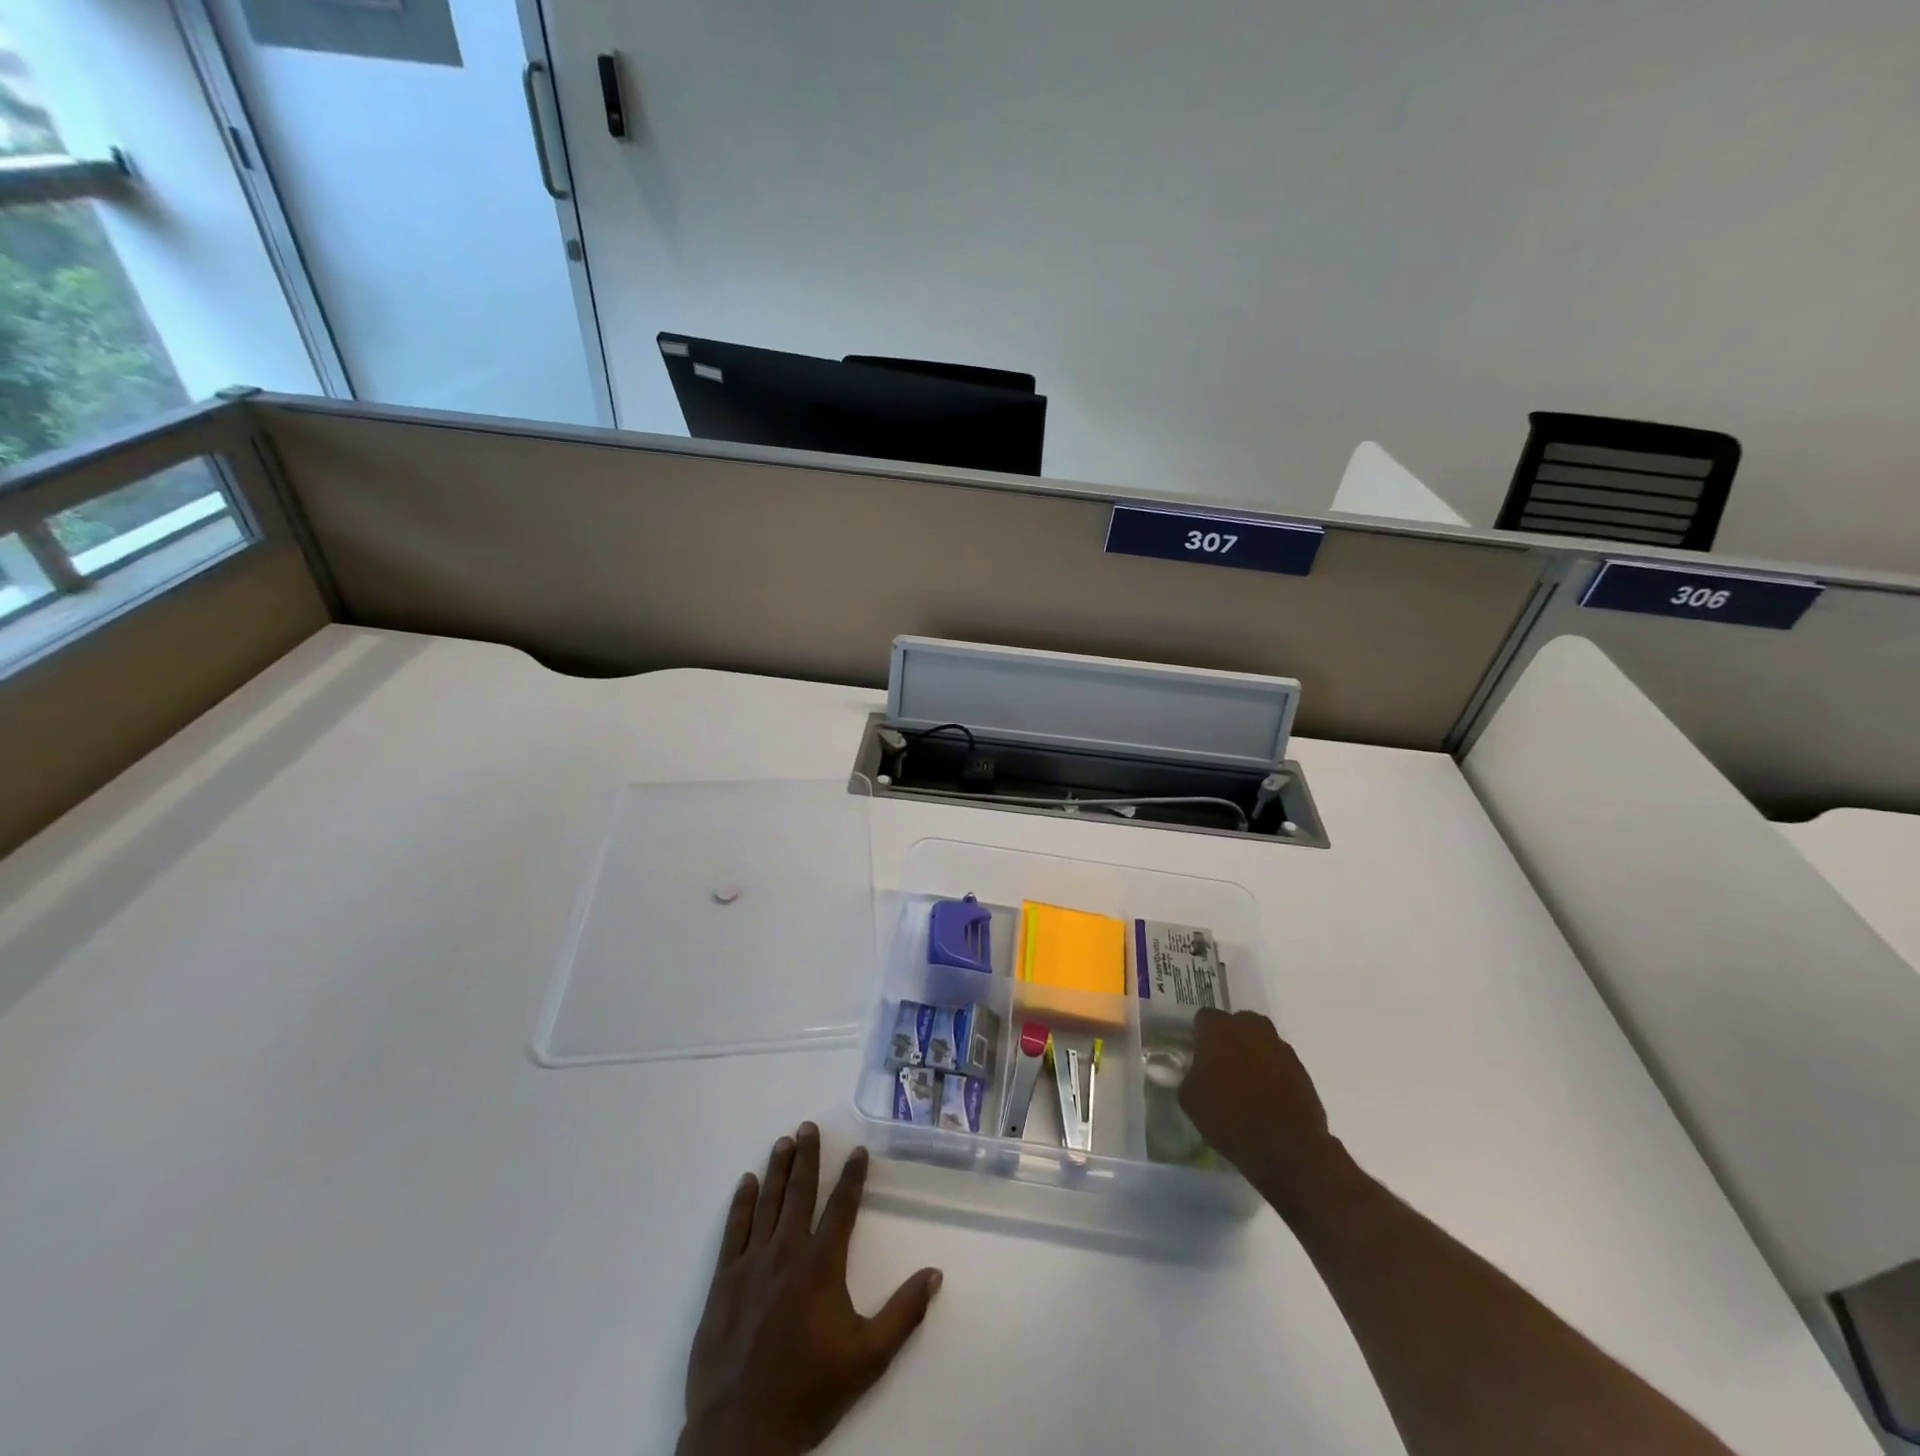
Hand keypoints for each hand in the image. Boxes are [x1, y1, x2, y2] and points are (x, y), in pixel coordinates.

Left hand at [678, 1123, 942, 1455]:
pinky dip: (741, 1203)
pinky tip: (747, 1183)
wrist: (741, 1434)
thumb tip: (935, 1273)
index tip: (857, 1150)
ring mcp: (752, 1263)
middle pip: (800, 1192)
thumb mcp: (868, 1358)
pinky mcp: (724, 1281)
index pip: (841, 1206)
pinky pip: (734, 1230)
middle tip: (808, 1126)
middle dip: (807, 1156)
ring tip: (783, 1142)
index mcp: (821, 1265)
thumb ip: (904, 1313)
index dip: (851, 1175)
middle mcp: (787, 1252)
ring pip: (767, 1202)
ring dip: (777, 1169)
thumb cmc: (809, 1392)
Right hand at [1178, 1009, 1344, 1214]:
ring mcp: (1279, 1047)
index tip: (1198, 1055)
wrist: (1288, 1149)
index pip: (1204, 1017)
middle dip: (1230, 1038)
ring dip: (1253, 1053)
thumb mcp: (1191, 1100)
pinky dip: (1273, 1072)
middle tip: (1223, 1065)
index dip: (1200, 1035)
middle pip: (1237, 1022)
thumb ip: (1191, 1076)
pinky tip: (1268, 1096)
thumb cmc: (1230, 1119)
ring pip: (1261, 1040)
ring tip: (1248, 1082)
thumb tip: (1198, 1072)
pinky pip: (1279, 1061)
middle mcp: (1250, 1029)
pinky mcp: (1301, 1068)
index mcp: (1219, 1030)